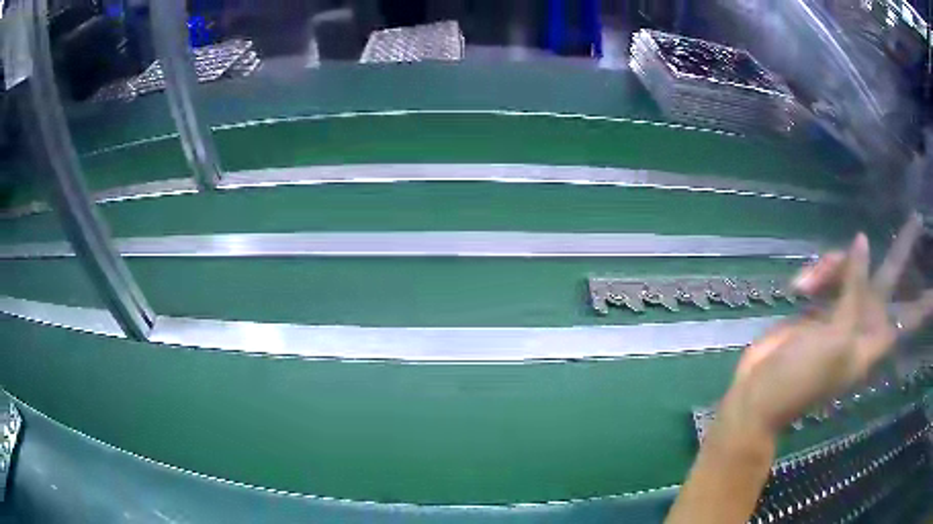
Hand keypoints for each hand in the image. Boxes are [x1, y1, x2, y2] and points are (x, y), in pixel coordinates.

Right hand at [723, 215, 932, 435]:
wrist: (760, 391)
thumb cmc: (801, 378)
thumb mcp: (835, 340)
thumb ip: (854, 291)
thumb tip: (862, 242)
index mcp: (873, 340)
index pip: (908, 319)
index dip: (924, 305)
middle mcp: (865, 320)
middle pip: (891, 278)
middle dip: (903, 250)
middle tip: (916, 219)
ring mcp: (843, 309)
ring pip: (853, 265)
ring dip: (833, 265)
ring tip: (807, 283)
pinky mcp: (822, 301)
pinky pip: (829, 271)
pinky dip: (816, 273)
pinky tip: (798, 287)